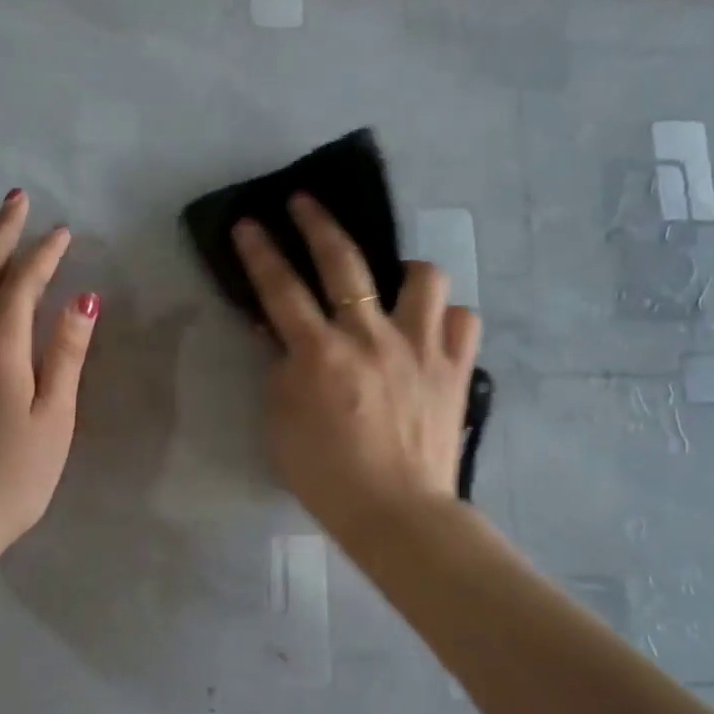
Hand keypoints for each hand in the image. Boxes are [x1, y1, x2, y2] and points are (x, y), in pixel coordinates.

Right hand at [232, 194, 479, 540]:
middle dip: (318, 222)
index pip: (281, 288)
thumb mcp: (280, 425)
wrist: (397, 512)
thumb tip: (277, 333)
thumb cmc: (327, 476)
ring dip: (405, 272)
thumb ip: (278, 371)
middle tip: (304, 201)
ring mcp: (420, 347)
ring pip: (423, 277)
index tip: (250, 222)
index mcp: (320, 355)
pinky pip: (463, 320)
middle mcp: (371, 337)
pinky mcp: (456, 367)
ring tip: (396, 286)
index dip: (261, 252)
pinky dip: (447, 320)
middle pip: (344, 261)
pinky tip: (433, 332)